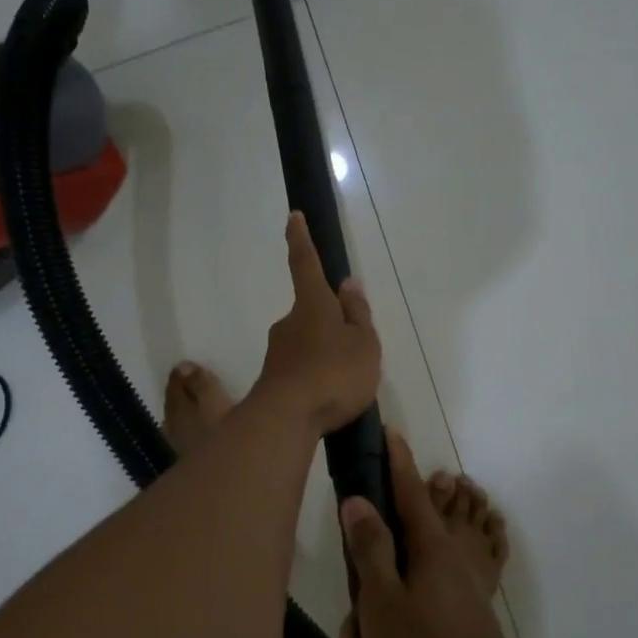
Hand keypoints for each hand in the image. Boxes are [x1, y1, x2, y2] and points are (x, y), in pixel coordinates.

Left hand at [252, 212, 380, 435]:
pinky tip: (329, 399)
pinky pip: (302, 369)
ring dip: (325, 354)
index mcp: (313, 305)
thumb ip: (357, 315)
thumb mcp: (363, 344)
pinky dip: (316, 376)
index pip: (306, 264)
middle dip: (330, 323)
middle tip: (354, 351)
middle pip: (312, 312)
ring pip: (307, 343)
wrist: (287, 419)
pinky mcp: (274, 378)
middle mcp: (290, 322)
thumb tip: (348, 285)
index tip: (293, 217)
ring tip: (347, 383)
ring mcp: (278, 351)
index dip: (301, 240)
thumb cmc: (334, 374)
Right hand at [334, 429, 525, 637]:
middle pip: (392, 568)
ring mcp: (455, 608)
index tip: (390, 433)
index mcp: (430, 553)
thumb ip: (370, 549)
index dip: (396, 464)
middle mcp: (446, 573)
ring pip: (396, 615)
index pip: (408, 494)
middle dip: (361, 611)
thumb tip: (360, 500)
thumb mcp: (383, 602)